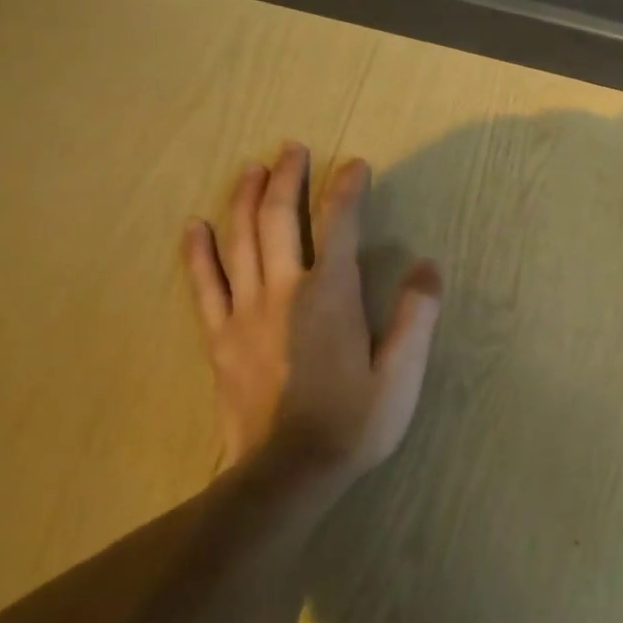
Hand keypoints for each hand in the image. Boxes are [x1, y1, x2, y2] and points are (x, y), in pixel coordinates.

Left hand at [183, 141, 442, 479]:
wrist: (287, 474)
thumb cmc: (353, 423)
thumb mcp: (402, 373)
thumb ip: (416, 315)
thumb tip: (428, 266)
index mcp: (330, 294)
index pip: (338, 224)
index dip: (347, 188)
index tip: (355, 164)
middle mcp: (282, 290)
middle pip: (277, 218)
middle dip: (287, 177)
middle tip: (292, 148)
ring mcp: (243, 312)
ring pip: (238, 240)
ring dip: (243, 198)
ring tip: (250, 168)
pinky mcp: (220, 337)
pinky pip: (203, 284)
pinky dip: (198, 252)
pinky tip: (194, 226)